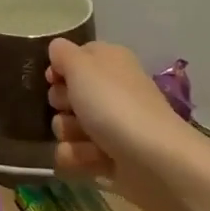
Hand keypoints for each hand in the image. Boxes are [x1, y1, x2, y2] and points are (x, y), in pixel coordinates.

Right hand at [46, 38, 209, 210]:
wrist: (155, 161)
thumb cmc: (115, 105)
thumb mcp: (82, 66)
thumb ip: (62, 53)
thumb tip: (57, 49)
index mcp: (108, 62)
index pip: (73, 57)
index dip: (59, 69)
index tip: (54, 79)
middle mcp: (109, 91)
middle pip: (64, 94)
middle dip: (61, 104)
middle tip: (73, 108)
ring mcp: (108, 125)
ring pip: (65, 126)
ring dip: (69, 134)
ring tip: (89, 140)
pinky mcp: (107, 156)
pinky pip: (74, 153)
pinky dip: (78, 157)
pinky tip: (94, 159)